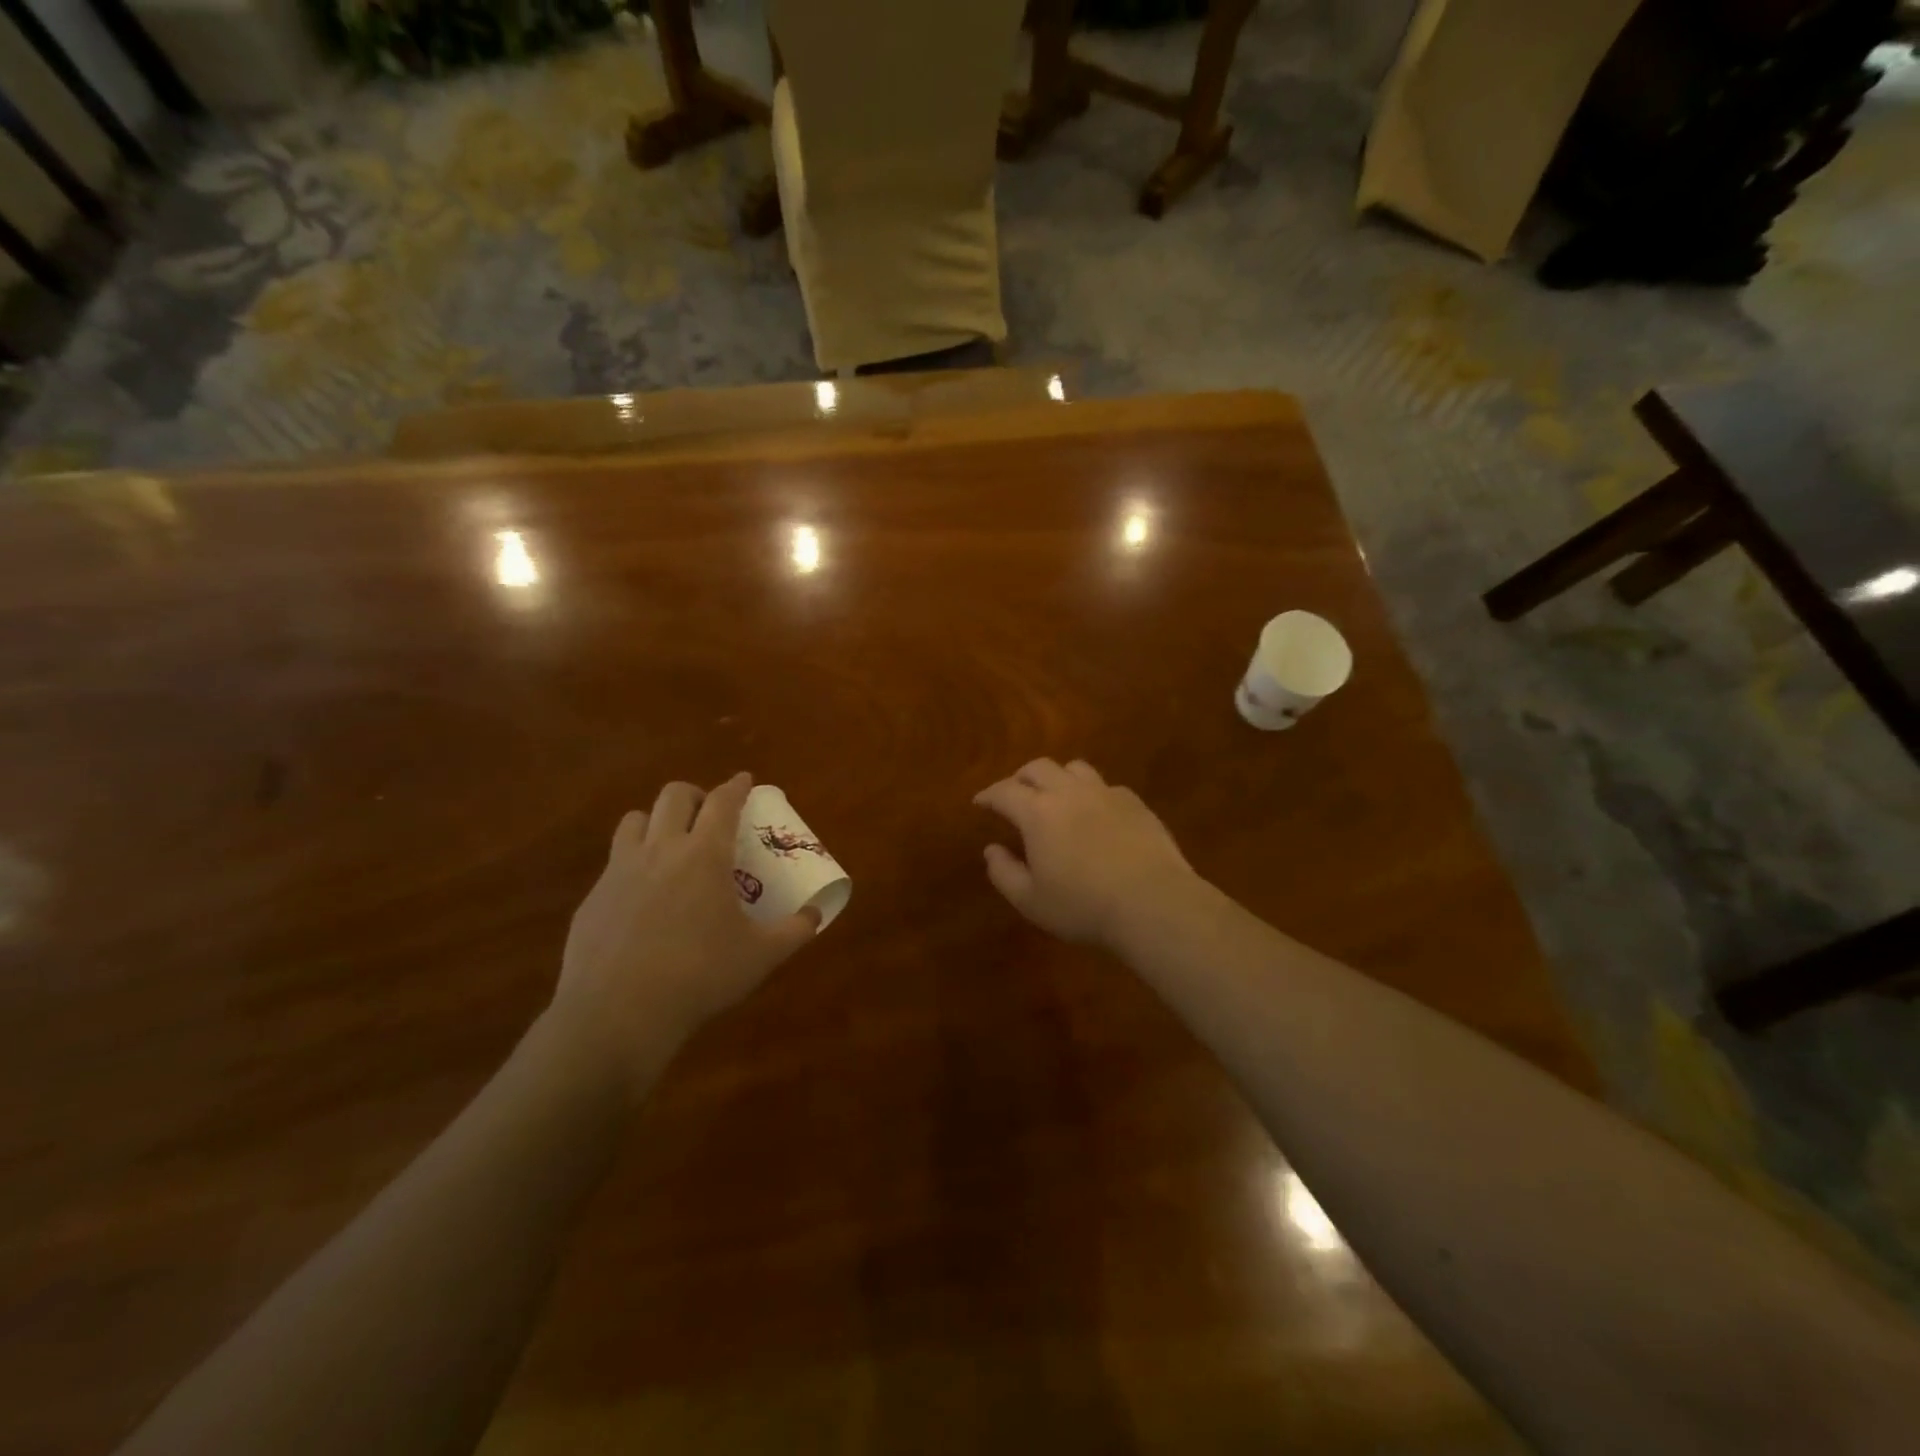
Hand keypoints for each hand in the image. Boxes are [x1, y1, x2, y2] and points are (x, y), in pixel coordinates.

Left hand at [552, 774, 817, 1087]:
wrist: (617, 1014)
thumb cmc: (699, 977)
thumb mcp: (760, 957)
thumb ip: (795, 931)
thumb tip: (816, 915)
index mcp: (704, 855)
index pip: (723, 802)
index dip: (736, 786)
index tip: (744, 779)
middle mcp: (660, 850)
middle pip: (674, 796)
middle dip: (695, 795)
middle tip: (709, 815)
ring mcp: (619, 871)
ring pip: (634, 820)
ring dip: (656, 821)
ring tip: (670, 844)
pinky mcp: (593, 898)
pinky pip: (613, 862)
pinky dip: (633, 863)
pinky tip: (642, 897)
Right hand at [973, 758, 1201, 949]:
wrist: (1152, 903)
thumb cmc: (1083, 906)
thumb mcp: (1031, 901)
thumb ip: (1004, 873)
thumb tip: (991, 850)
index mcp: (1038, 812)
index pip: (1004, 791)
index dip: (988, 794)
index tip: (980, 802)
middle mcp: (1069, 792)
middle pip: (1038, 767)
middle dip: (1020, 778)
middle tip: (1015, 795)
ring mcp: (1106, 794)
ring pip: (1074, 768)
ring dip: (1057, 777)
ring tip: (1055, 796)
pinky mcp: (1135, 803)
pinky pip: (1106, 786)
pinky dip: (1091, 793)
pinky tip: (1095, 813)